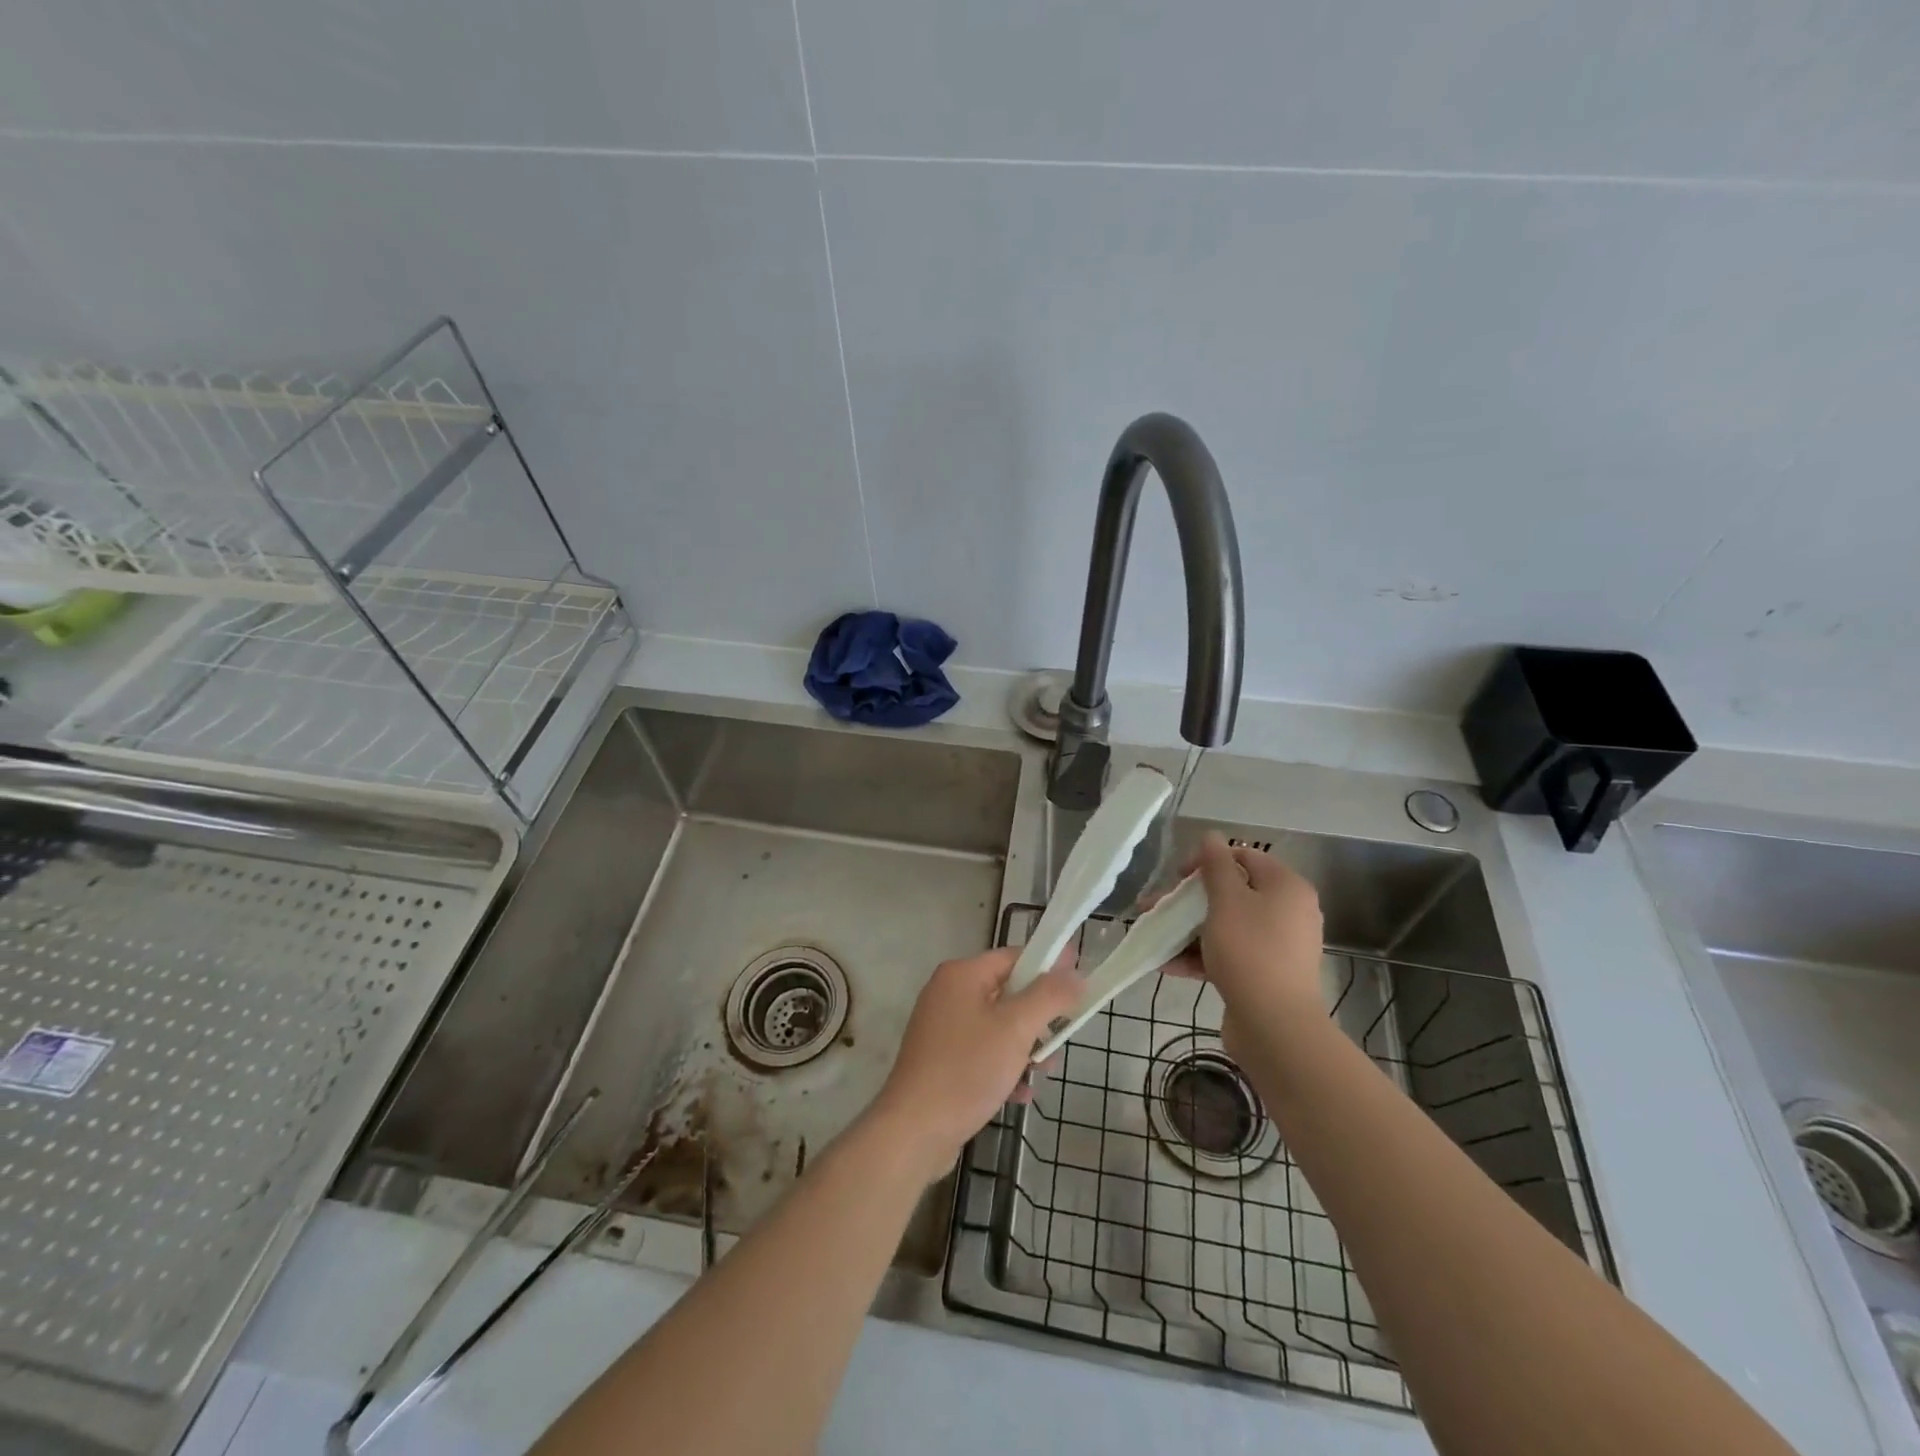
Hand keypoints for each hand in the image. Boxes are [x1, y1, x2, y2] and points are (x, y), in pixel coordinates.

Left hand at [866, 947, 1082, 1184]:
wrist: (914, 1131)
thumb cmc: (966, 1069)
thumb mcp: (1016, 1029)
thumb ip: (1049, 997)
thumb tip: (1075, 973)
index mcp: (962, 975)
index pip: (1014, 957)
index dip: (1048, 966)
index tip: (1079, 982)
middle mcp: (948, 994)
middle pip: (1007, 992)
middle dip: (1038, 1016)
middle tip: (1064, 1037)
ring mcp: (942, 1029)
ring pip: (998, 1026)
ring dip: (1025, 1046)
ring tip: (1045, 1071)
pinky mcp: (941, 1061)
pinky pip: (982, 1052)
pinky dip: (1004, 1066)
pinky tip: (1021, 1093)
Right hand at [1164, 832, 1324, 1058]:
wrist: (1276, 1027)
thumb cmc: (1250, 952)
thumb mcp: (1226, 901)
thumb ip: (1216, 865)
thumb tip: (1211, 835)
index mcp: (1286, 887)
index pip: (1243, 857)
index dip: (1207, 861)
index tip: (1178, 878)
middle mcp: (1287, 912)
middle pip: (1231, 893)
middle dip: (1188, 900)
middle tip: (1157, 908)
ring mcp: (1277, 946)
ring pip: (1225, 925)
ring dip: (1188, 929)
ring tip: (1154, 937)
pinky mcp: (1265, 974)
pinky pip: (1229, 954)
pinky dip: (1201, 955)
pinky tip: (1167, 964)